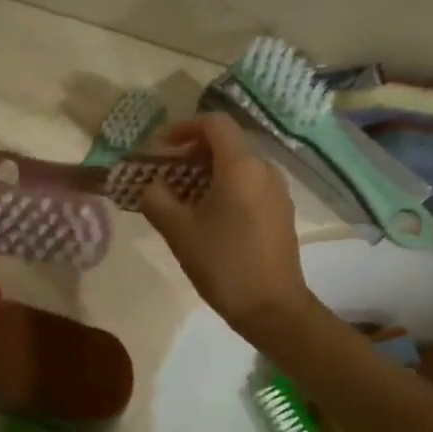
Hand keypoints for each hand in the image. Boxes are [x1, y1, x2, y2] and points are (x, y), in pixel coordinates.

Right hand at [139, 114, 313, 342]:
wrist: (272, 308)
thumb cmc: (223, 263)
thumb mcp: (179, 230)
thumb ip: (157, 199)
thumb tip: (151, 184)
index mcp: (241, 166)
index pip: (214, 123)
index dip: (183, 127)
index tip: (160, 147)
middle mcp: (264, 169)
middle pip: (226, 143)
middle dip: (192, 151)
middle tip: (165, 172)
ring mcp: (277, 191)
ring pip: (238, 165)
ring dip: (207, 171)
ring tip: (182, 195)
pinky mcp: (281, 212)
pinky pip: (250, 184)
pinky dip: (225, 186)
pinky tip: (207, 214)